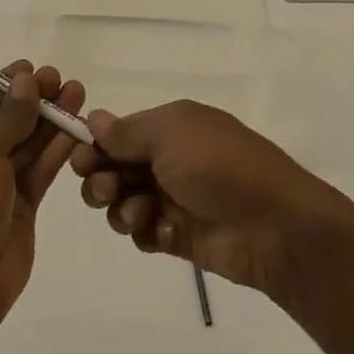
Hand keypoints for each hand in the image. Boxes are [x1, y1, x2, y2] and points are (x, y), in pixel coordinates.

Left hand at [0, 62, 83, 326]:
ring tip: (78, 94)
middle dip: (36, 101)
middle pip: (9, 124)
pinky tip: (77, 129)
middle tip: (63, 79)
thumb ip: (9, 118)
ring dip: (51, 122)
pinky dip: (57, 151)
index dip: (9, 86)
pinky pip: (40, 172)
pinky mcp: (22, 209)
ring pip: (28, 146)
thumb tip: (26, 79)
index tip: (35, 67)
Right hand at [71, 99, 353, 298]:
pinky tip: (158, 231)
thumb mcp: (170, 134)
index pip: (118, 133)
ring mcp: (174, 198)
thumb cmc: (218, 165)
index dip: (94, 146)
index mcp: (171, 127)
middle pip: (115, 168)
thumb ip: (127, 132)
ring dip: (120, 207)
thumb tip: (94, 117)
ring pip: (123, 202)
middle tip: (103, 189)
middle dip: (100, 178)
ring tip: (138, 214)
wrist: (273, 225)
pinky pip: (143, 232)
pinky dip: (143, 231)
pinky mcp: (179, 235)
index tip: (79, 158)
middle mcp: (169, 160)